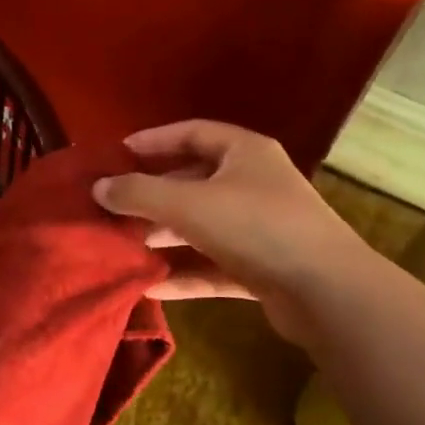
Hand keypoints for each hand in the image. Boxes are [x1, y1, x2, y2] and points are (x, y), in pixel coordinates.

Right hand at [93, 121, 371, 345]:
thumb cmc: (256, 227)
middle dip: (152, 195)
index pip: (192, 133)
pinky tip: (148, 287)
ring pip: (201, 227)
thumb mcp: (189, 204)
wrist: (326, 291)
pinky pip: (213, 266)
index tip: (116, 155)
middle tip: (111, 207)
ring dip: (164, 235)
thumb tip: (98, 188)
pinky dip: (184, 274)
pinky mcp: (262, 269)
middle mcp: (254, 185)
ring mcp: (260, 229)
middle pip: (193, 182)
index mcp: (245, 153)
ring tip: (121, 245)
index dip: (153, 141)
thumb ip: (139, 194)